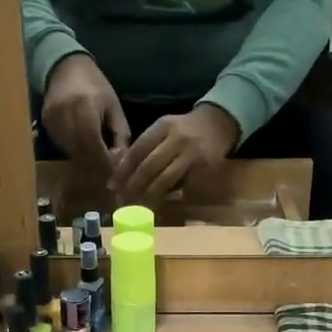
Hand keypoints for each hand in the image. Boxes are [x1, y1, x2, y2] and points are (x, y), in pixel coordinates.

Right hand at [41, 54, 130, 165]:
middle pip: (80, 153)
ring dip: (85, 160)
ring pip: (70, 152)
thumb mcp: (114, 107)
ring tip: (97, 159)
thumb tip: (122, 163)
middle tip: (108, 173)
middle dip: (96, 166)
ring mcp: (52, 120)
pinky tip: (82, 146)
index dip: (105, 164)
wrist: (66, 67)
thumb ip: (119, 135)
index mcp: (86, 108)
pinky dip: (73, 151)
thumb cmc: (96, 86)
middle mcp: (66, 115)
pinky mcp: (45, 124)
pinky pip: (61, 145)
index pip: (94, 146)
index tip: (115, 176)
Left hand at [108, 105, 238, 204]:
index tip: (112, 186)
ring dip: (148, 196)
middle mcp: (178, 139)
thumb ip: (145, 146)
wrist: (219, 124)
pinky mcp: (203, 169)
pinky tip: (156, 203)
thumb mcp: (164, 129)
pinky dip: (167, 196)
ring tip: (136, 207)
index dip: (123, 171)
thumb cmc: (184, 129)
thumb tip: (121, 174)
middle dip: (133, 186)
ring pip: (165, 179)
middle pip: (149, 166)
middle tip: (121, 201)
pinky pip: (181, 186)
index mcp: (163, 126)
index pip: (137, 150)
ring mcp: (192, 155)